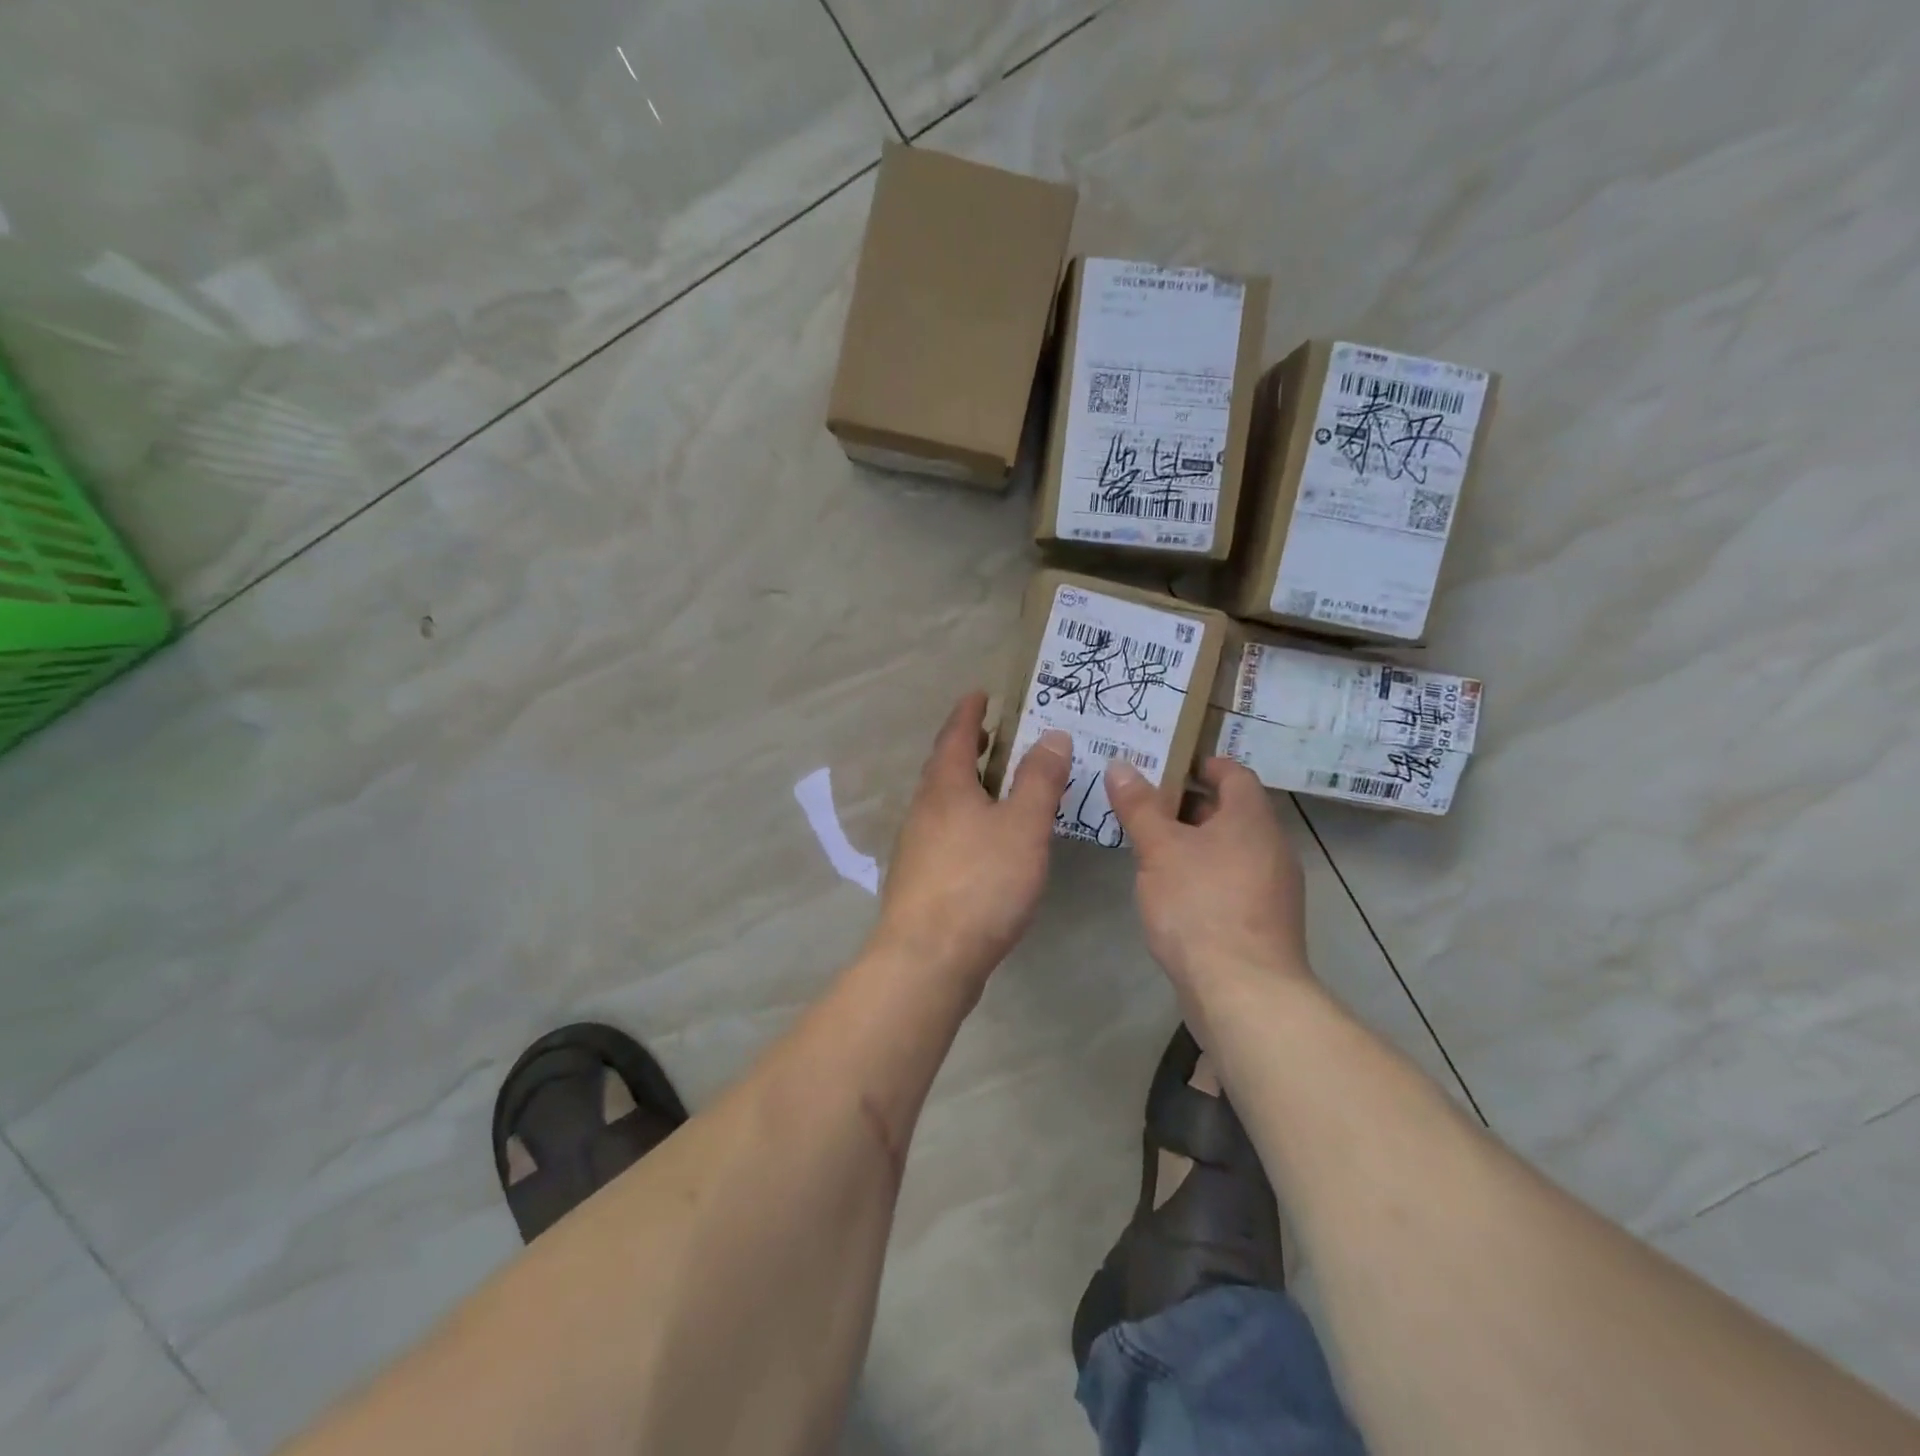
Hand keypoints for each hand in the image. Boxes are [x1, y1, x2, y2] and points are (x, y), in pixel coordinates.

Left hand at [871, 692, 1072, 989]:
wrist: (928, 957)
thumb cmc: (981, 882)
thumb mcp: (1023, 826)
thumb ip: (1039, 780)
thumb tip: (1052, 734)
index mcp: (945, 787)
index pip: (955, 735)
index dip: (969, 712)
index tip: (980, 693)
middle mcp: (923, 809)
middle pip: (943, 767)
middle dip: (967, 747)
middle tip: (993, 737)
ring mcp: (916, 846)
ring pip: (942, 802)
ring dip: (966, 785)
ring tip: (995, 786)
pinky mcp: (919, 879)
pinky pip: (944, 832)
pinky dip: (965, 819)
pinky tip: (984, 841)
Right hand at [1105, 756, 1313, 1017]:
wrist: (1243, 990)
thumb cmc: (1199, 904)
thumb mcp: (1158, 848)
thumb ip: (1139, 806)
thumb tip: (1120, 765)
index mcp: (1251, 819)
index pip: (1234, 773)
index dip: (1202, 764)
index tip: (1167, 764)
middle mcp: (1272, 846)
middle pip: (1231, 811)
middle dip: (1188, 804)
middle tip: (1144, 803)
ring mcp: (1273, 887)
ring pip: (1230, 848)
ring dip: (1194, 841)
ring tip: (1150, 844)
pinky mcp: (1265, 921)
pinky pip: (1233, 879)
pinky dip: (1205, 872)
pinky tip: (1172, 889)